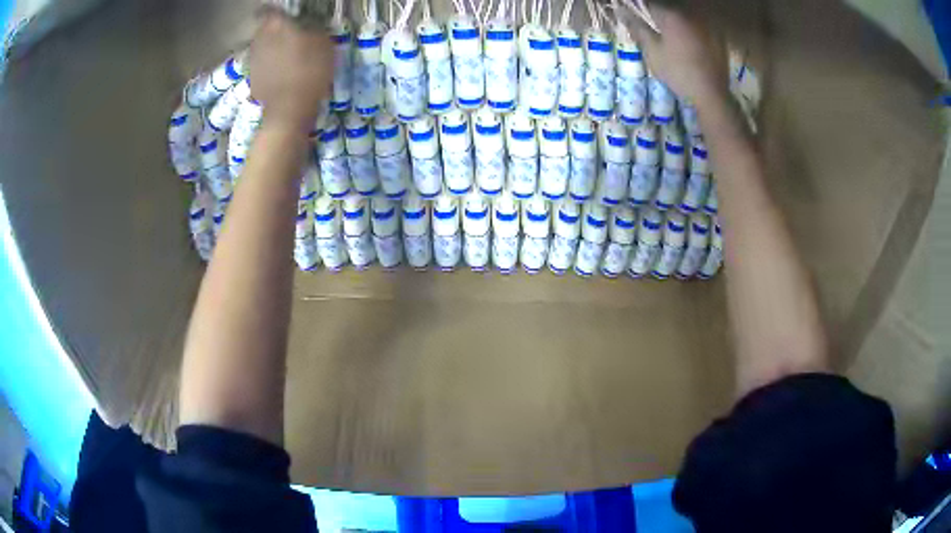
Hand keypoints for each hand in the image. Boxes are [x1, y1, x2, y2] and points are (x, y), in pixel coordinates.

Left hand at [249, 11, 332, 134]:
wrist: (289, 109)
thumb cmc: (310, 70)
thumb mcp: (324, 42)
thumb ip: (311, 28)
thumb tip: (305, 26)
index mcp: (276, 25)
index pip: (270, 10)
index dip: (278, 13)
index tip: (288, 18)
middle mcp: (259, 38)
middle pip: (264, 28)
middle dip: (275, 31)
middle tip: (290, 37)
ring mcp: (252, 59)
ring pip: (261, 46)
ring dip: (271, 48)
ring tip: (286, 57)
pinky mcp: (251, 78)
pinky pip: (261, 65)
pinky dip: (268, 67)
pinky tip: (281, 74)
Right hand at [629, 5, 728, 105]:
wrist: (711, 94)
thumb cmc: (678, 72)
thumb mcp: (653, 51)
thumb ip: (638, 28)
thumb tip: (621, 12)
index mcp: (672, 15)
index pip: (651, 4)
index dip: (641, 9)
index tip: (637, 17)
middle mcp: (691, 14)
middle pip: (670, 7)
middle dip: (659, 14)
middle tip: (653, 26)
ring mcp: (707, 25)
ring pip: (686, 15)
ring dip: (676, 21)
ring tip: (671, 34)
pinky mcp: (718, 36)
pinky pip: (700, 25)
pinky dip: (692, 29)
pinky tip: (689, 42)